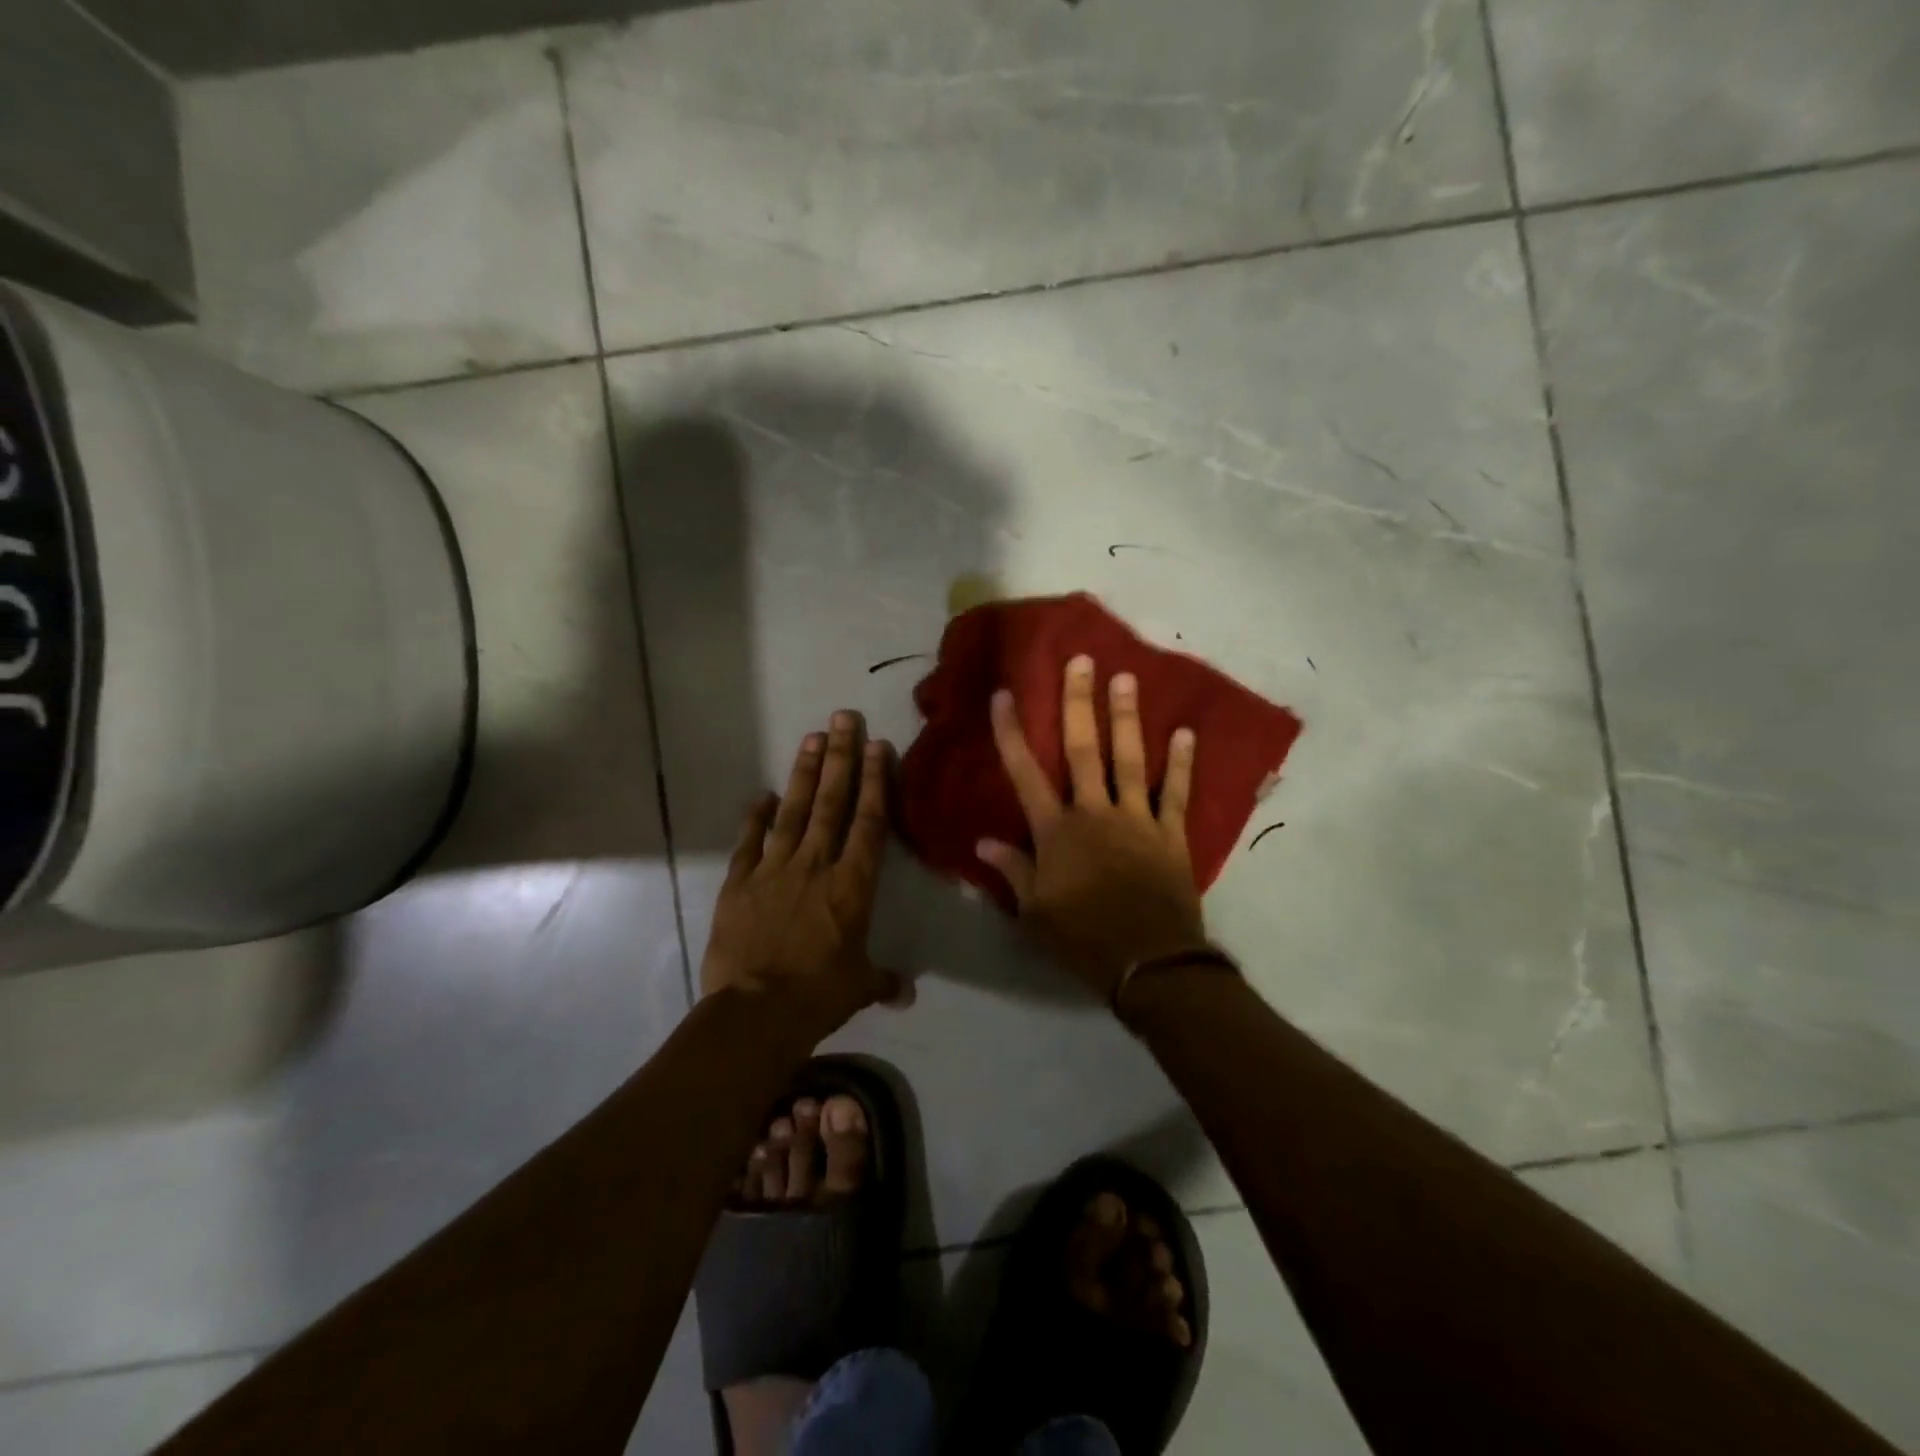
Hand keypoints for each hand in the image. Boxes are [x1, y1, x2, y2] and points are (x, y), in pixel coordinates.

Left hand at [702, 710, 900, 1038]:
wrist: (756, 1011)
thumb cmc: (818, 995)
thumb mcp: (858, 987)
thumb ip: (882, 980)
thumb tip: (907, 993)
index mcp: (852, 885)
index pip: (869, 822)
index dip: (875, 782)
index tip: (878, 746)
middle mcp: (815, 865)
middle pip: (832, 802)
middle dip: (841, 757)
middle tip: (843, 718)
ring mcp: (774, 869)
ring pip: (794, 811)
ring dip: (805, 773)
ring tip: (813, 738)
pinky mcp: (739, 882)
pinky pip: (749, 841)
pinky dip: (756, 817)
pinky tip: (763, 795)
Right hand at [977, 656, 1208, 1000]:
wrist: (1147, 963)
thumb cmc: (1082, 937)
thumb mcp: (1034, 911)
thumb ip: (1012, 870)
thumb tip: (983, 842)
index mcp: (1055, 831)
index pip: (1025, 773)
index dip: (1011, 733)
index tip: (1004, 694)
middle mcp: (1094, 812)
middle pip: (1082, 750)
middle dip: (1078, 703)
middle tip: (1081, 661)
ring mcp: (1136, 819)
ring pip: (1129, 759)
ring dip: (1125, 718)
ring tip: (1126, 678)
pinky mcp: (1170, 834)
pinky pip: (1177, 793)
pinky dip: (1182, 763)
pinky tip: (1186, 733)